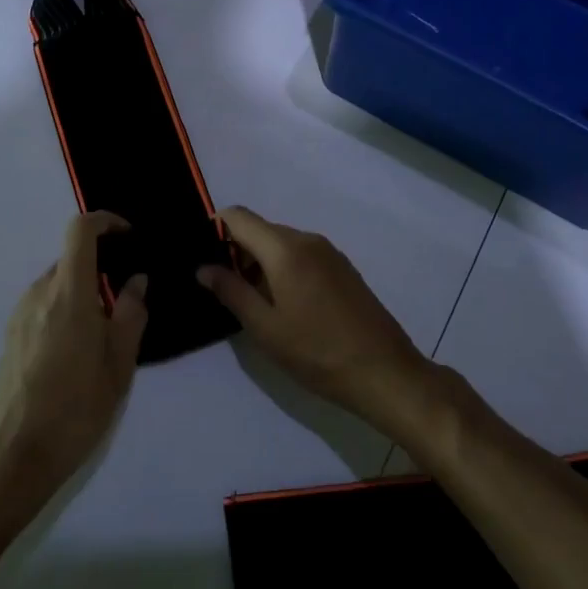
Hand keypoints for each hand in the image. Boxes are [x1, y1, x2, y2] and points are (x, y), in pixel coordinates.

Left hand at [0, 212, 147, 506]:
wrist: (12, 456)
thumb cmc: (75, 408)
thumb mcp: (119, 364)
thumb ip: (132, 314)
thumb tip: (136, 280)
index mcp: (67, 293)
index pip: (80, 230)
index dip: (106, 221)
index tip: (130, 237)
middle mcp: (38, 294)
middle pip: (71, 258)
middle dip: (102, 265)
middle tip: (130, 295)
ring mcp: (20, 315)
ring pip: (58, 284)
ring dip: (85, 291)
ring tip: (109, 329)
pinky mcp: (12, 336)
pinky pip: (45, 306)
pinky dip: (67, 309)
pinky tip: (81, 349)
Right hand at [197, 207, 430, 429]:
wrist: (384, 372)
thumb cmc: (317, 352)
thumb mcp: (265, 327)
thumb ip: (231, 291)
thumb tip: (203, 268)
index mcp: (285, 248)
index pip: (238, 216)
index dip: (215, 229)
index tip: (203, 259)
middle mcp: (308, 239)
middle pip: (260, 229)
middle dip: (236, 251)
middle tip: (225, 291)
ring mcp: (329, 252)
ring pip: (281, 243)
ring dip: (260, 263)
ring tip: (253, 304)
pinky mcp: (343, 268)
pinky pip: (302, 255)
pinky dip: (283, 268)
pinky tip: (285, 305)